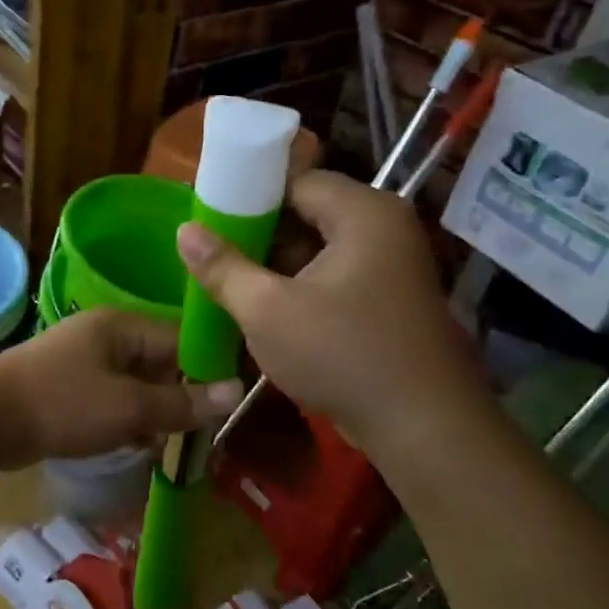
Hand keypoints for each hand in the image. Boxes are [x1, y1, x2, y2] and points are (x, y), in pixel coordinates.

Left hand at [0, 310, 242, 471]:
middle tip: (207, 433)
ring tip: (179, 444)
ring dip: (156, 412)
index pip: (182, 339)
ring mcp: (85, 360)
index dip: (209, 369)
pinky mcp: (70, 386)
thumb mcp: (129, 406)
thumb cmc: (62, 404)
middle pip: (161, 362)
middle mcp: (106, 335)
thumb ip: (182, 402)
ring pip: (138, 384)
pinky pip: (113, 398)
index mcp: (123, 326)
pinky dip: (129, 418)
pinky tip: (141, 445)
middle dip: (183, 397)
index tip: (232, 404)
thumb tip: (237, 390)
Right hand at [176, 170, 489, 450]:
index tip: (210, 218)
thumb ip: (222, 267)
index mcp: (363, 213)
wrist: (423, 428)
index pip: (296, 179)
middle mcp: (385, 227)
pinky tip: (267, 307)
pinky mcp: (390, 299)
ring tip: (231, 281)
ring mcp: (392, 265)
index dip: (248, 196)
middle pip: (309, 212)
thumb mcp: (267, 311)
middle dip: (261, 234)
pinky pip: (337, 276)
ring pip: (321, 248)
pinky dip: (303, 286)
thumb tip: (185, 230)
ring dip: (279, 264)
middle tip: (215, 254)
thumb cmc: (342, 355)